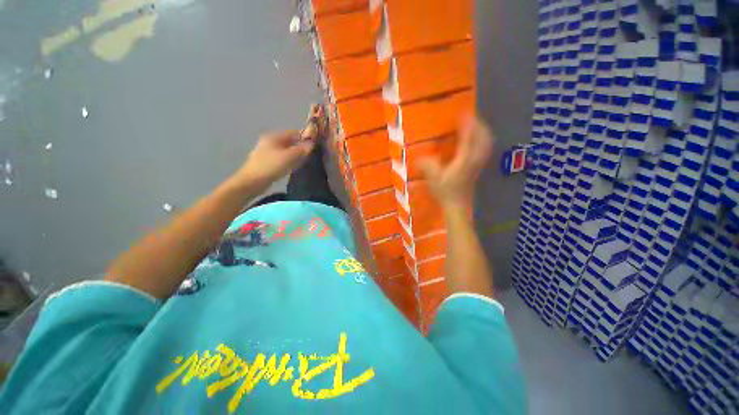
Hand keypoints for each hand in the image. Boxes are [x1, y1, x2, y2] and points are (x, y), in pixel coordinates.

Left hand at [231, 130, 314, 190]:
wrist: (252, 181)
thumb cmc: (270, 166)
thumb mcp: (288, 157)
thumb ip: (301, 149)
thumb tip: (312, 144)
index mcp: (274, 136)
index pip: (293, 133)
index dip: (304, 137)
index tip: (315, 145)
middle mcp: (271, 142)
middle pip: (290, 142)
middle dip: (300, 147)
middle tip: (310, 155)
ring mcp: (269, 152)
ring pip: (287, 151)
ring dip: (296, 155)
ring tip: (304, 162)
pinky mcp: (268, 162)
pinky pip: (283, 158)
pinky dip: (290, 161)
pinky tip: (294, 167)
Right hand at [418, 115, 493, 208]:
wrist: (457, 205)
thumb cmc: (445, 192)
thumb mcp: (433, 178)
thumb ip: (427, 166)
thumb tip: (419, 157)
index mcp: (464, 160)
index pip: (468, 138)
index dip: (467, 125)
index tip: (463, 113)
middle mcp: (474, 159)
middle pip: (483, 138)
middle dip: (478, 125)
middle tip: (471, 116)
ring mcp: (478, 164)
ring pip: (486, 143)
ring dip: (482, 132)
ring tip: (476, 125)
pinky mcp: (478, 168)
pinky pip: (485, 150)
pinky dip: (484, 141)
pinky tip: (478, 140)